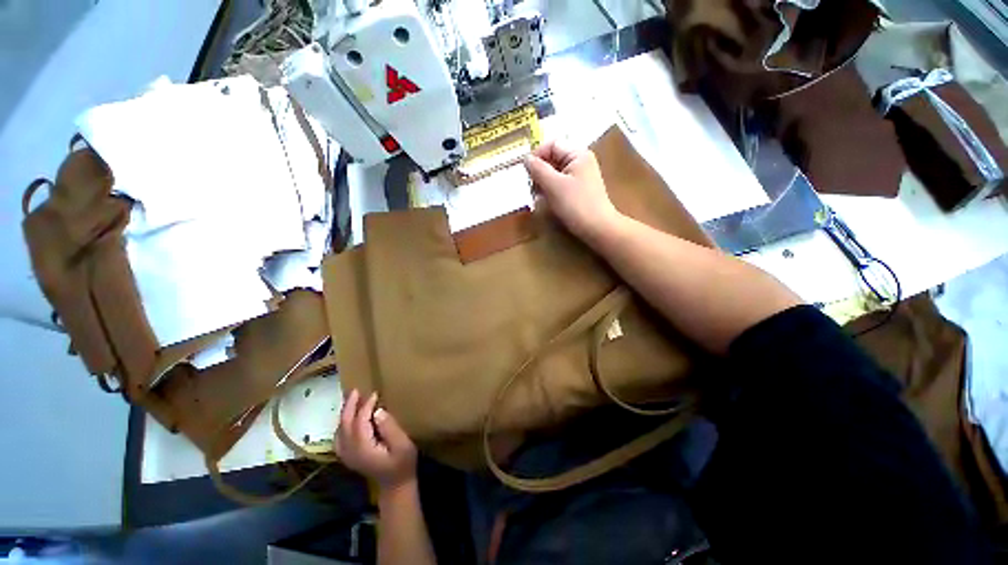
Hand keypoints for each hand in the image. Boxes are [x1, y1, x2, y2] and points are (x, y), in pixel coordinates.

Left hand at [335, 390, 416, 490]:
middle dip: (349, 406)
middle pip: (345, 425)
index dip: (365, 406)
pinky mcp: (349, 456)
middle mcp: (350, 451)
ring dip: (344, 414)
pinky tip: (348, 419)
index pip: (359, 421)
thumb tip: (378, 411)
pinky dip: (342, 425)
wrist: (396, 485)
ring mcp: (347, 455)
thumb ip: (390, 428)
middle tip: (356, 390)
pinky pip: (339, 437)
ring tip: (352, 400)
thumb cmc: (403, 463)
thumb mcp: (402, 445)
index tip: (375, 393)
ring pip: (339, 430)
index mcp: (363, 447)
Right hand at [524, 140, 623, 243]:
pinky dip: (551, 190)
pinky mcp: (579, 190)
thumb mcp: (553, 185)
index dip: (537, 156)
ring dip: (543, 183)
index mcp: (577, 154)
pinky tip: (547, 202)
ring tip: (538, 197)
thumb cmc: (576, 205)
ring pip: (555, 173)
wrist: (597, 228)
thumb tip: (526, 158)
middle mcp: (580, 161)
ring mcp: (580, 176)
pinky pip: (560, 184)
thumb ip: (538, 169)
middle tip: (531, 188)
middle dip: (539, 172)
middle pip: (553, 159)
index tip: (526, 173)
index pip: (551, 145)